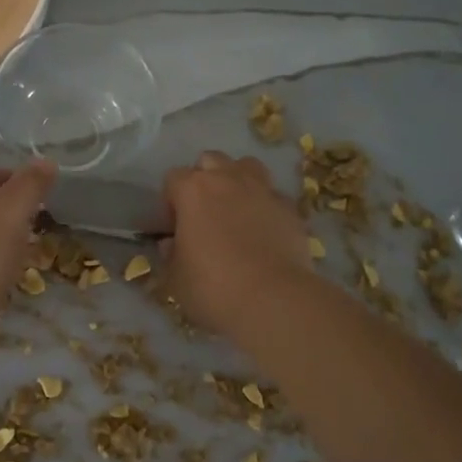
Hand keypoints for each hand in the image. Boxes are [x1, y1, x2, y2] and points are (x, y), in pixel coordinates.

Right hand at [162, 151, 314, 336]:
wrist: (273, 300)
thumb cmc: (213, 287)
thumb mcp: (176, 277)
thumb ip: (171, 254)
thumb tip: (172, 243)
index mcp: (193, 190)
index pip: (173, 178)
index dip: (170, 201)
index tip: (174, 227)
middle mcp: (228, 179)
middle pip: (210, 161)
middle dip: (204, 179)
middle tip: (204, 212)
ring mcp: (263, 190)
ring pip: (247, 166)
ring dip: (238, 180)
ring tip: (236, 209)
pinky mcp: (290, 208)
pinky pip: (274, 196)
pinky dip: (266, 206)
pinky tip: (265, 230)